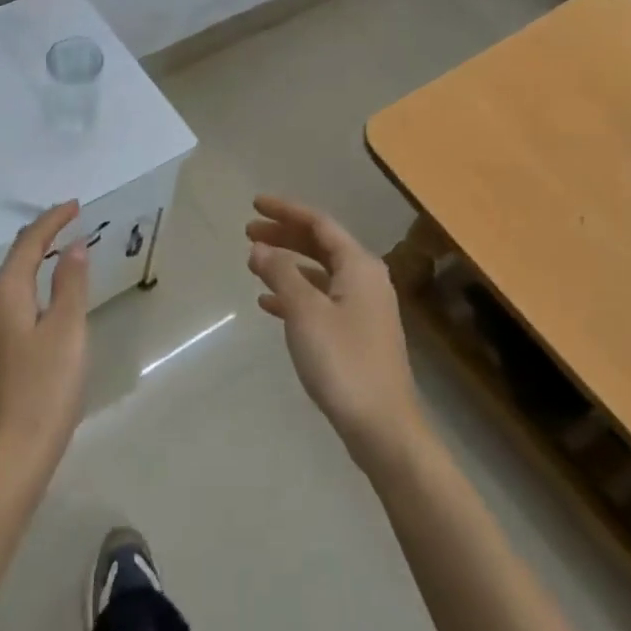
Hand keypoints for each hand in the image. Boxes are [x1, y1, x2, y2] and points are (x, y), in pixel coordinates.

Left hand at [0, 201, 89, 480]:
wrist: (9, 458)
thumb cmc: (44, 389)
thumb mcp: (67, 330)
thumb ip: (71, 283)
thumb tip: (74, 245)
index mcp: (5, 294)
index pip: (29, 243)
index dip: (52, 220)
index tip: (76, 204)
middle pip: (16, 259)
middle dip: (43, 237)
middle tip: (72, 222)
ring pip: (13, 283)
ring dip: (37, 262)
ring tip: (64, 252)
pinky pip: (14, 304)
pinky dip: (33, 288)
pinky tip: (49, 299)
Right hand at [246, 195, 426, 470]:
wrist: (382, 426)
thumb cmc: (343, 361)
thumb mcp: (305, 312)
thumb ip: (281, 274)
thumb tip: (260, 248)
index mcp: (359, 266)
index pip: (319, 224)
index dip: (286, 211)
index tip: (255, 204)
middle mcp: (366, 279)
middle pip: (321, 245)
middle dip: (285, 236)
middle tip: (249, 232)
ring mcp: (364, 308)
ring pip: (320, 273)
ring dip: (288, 265)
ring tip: (254, 263)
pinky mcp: (357, 334)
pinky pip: (322, 300)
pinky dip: (296, 295)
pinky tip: (269, 304)